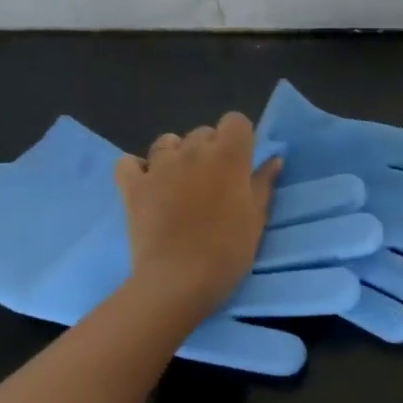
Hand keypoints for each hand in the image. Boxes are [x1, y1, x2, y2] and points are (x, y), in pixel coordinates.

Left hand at [114, 113, 281, 323]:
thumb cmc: (228, 250)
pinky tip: (147, 184)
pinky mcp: (132, 186)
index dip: (240, 138)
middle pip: (202, 132)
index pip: (235, 121)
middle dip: (209, 148)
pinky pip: (129, 163)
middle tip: (214, 181)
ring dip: (176, 155)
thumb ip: (264, 183)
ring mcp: (158, 166)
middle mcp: (193, 151)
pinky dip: (137, 168)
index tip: (242, 162)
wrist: (179, 281)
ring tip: (180, 182)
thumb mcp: (256, 218)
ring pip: (167, 142)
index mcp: (229, 156)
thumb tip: (274, 159)